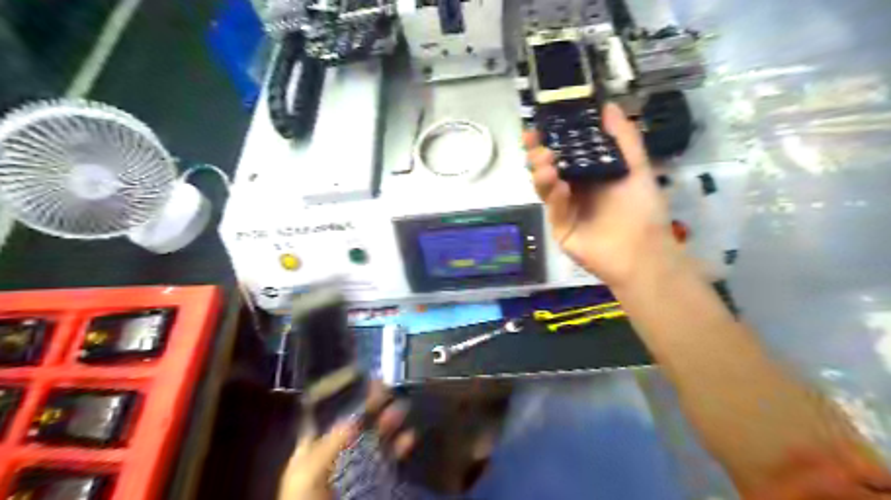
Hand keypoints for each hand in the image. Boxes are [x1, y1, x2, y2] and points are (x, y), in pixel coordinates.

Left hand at [277, 382, 417, 499]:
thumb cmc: (307, 498)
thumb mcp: (310, 470)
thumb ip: (331, 441)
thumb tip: (356, 414)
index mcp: (313, 448)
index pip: (330, 414)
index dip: (346, 396)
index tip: (364, 379)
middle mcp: (335, 454)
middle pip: (357, 423)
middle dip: (374, 405)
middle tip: (390, 387)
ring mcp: (355, 468)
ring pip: (375, 439)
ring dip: (389, 423)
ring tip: (403, 407)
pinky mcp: (372, 482)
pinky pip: (389, 461)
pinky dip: (400, 448)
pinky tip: (410, 436)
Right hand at [523, 103, 680, 286]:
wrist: (643, 253)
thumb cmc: (643, 209)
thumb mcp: (637, 168)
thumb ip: (623, 138)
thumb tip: (608, 105)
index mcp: (591, 172)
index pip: (567, 150)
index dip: (554, 136)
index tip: (541, 123)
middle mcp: (575, 187)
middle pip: (549, 166)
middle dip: (538, 153)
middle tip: (535, 143)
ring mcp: (565, 208)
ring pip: (545, 186)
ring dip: (541, 172)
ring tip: (546, 162)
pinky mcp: (559, 227)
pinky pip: (553, 208)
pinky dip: (553, 195)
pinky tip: (560, 186)